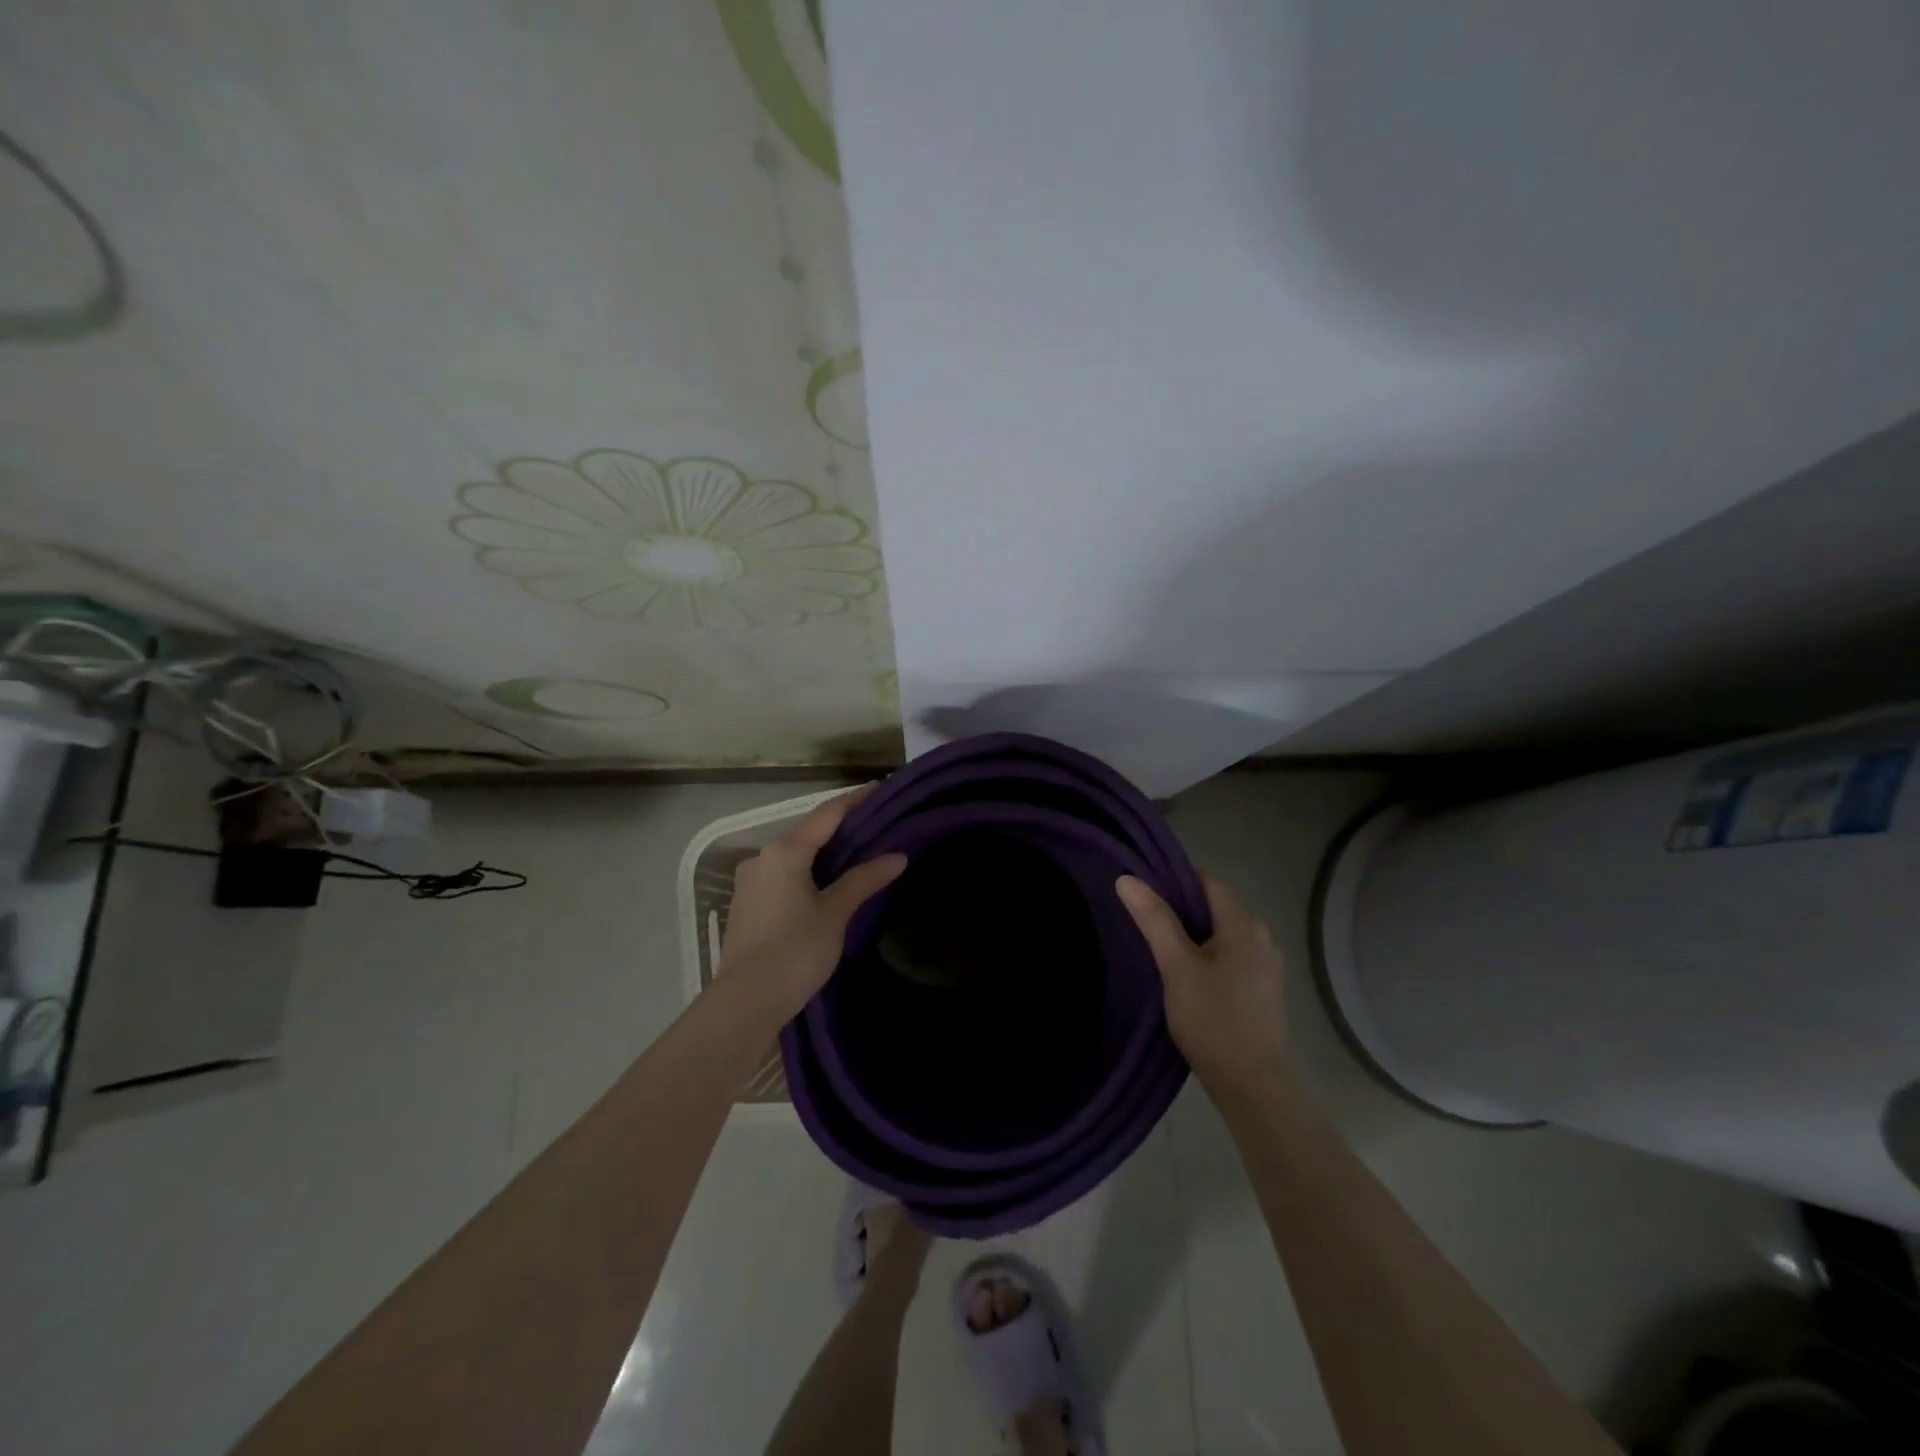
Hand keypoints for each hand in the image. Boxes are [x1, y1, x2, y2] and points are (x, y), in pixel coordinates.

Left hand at [720, 784, 907, 1021]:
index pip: (826, 814)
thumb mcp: (835, 914)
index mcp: (785, 852)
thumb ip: (864, 880)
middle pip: (808, 833)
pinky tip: (825, 883)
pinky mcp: (747, 904)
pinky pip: (783, 875)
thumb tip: (897, 857)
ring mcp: (750, 881)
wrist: (746, 1001)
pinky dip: (807, 872)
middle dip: (840, 828)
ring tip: (856, 854)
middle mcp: (763, 858)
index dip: (854, 800)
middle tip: (875, 825)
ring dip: (823, 852)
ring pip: (794, 856)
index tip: (878, 787)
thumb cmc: (795, 951)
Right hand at [1117, 871, 1286, 1092]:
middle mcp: (1261, 937)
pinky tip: (1180, 973)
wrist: (1251, 1085)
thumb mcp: (1176, 966)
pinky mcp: (1260, 989)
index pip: (1205, 881)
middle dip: (1177, 909)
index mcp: (1245, 924)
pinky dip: (1203, 956)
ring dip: (1189, 935)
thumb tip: (1127, 879)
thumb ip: (1154, 919)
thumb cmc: (1212, 1018)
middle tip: (1140, 919)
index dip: (1172, 880)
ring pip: (1218, 934)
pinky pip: (1226, 956)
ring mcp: (1264, 965)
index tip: (1140, 891)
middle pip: (1212, 906)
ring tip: (1154, 945)